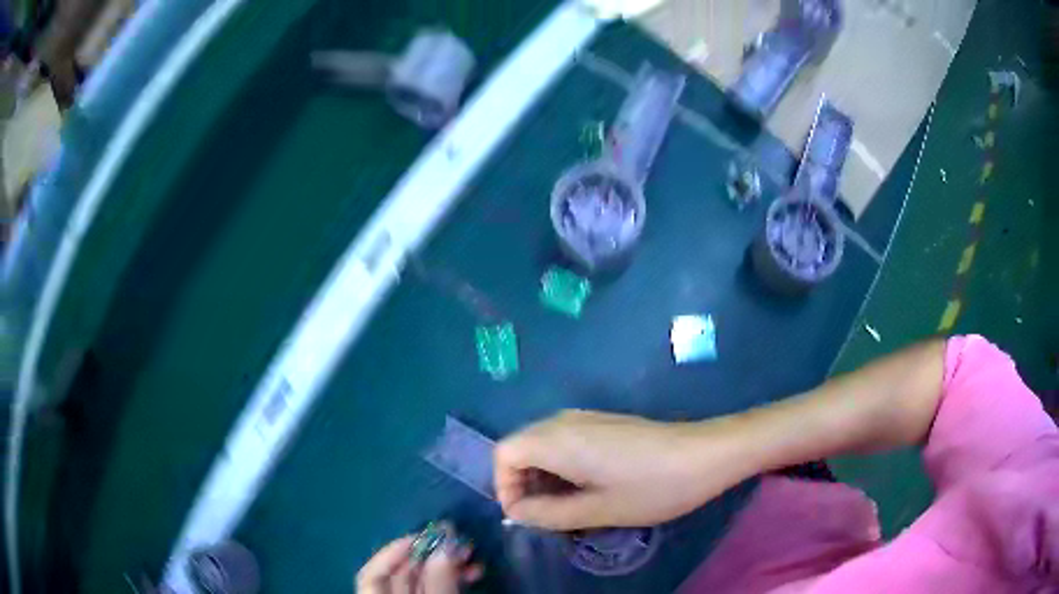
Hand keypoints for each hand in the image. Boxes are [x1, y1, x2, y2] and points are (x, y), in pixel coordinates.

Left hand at [355, 536, 481, 593]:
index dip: (393, 553)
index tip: (422, 536)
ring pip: (423, 581)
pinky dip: (453, 579)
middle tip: (457, 538)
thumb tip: (445, 544)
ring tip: (470, 553)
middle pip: (401, 574)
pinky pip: (438, 589)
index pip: (373, 574)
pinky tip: (473, 571)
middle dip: (430, 555)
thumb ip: (438, 581)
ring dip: (447, 565)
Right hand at [494, 410, 741, 530]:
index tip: (527, 517)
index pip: (504, 454)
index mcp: (557, 439)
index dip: (504, 487)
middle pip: (521, 447)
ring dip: (543, 478)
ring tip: (567, 509)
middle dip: (523, 484)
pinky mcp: (604, 423)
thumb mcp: (597, 510)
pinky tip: (588, 489)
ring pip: (543, 445)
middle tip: (546, 517)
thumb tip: (517, 512)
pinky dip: (562, 467)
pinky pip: (565, 441)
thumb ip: (547, 514)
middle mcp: (565, 420)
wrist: (705, 454)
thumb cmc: (651, 487)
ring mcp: (586, 418)